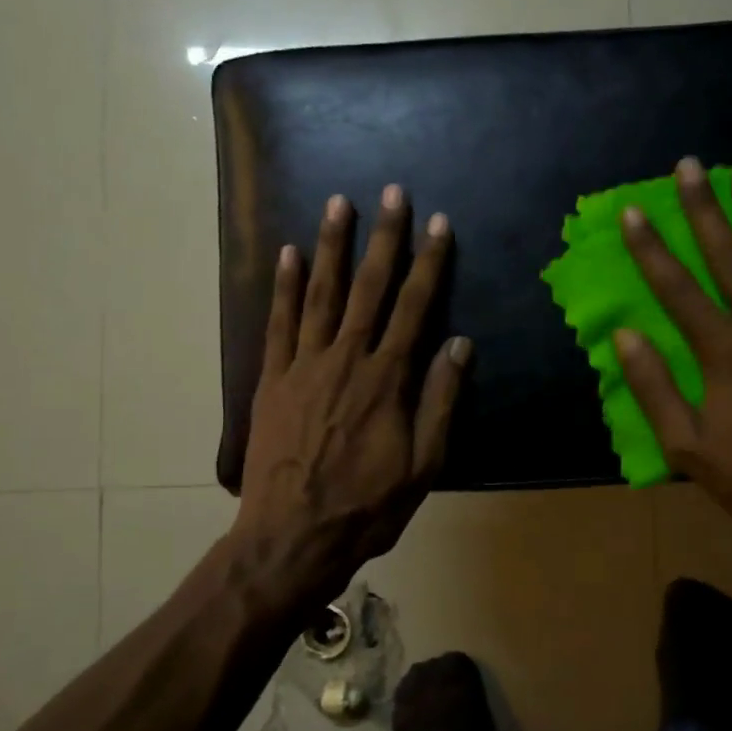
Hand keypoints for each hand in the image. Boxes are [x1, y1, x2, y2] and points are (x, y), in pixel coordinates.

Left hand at [233, 185, 470, 606]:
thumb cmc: (366, 507)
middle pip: (370, 288)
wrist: (291, 537)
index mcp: (387, 379)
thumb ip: (440, 401)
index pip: (415, 307)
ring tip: (339, 205)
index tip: (439, 224)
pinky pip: (278, 323)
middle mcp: (346, 359)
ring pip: (321, 293)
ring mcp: (303, 365)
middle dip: (384, 237)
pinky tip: (288, 255)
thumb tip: (459, 345)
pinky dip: (284, 287)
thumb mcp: (423, 465)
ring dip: (331, 247)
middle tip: (392, 193)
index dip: (430, 263)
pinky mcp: (272, 380)